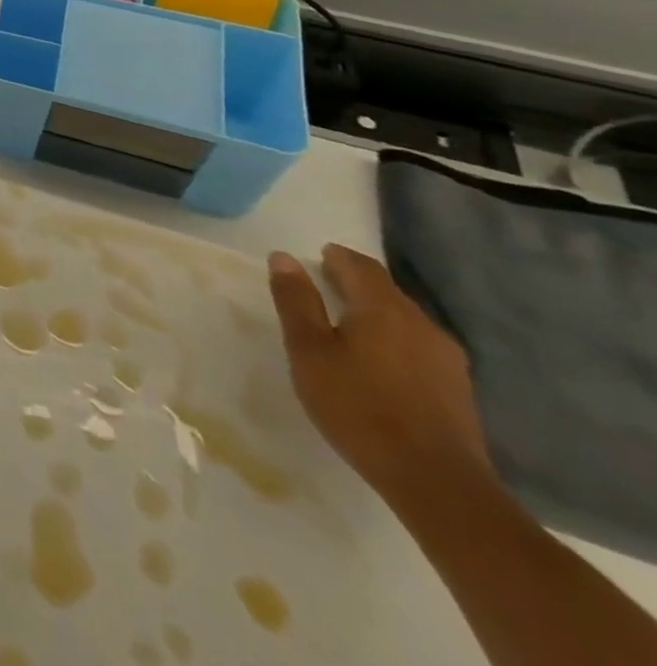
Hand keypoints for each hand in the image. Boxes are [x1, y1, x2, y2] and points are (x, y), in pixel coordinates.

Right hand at [268, 244, 491, 509]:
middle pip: (386, 291)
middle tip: (322, 290)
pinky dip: (393, 342)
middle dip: (355, 284)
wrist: (437, 484)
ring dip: (375, 315)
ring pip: (404, 320)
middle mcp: (422, 324)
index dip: (336, 258)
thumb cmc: (359, 407)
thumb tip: (284, 257)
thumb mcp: (309, 351)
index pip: (360, 266)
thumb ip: (296, 301)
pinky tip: (378, 364)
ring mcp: (447, 359)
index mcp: (384, 309)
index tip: (314, 260)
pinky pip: (418, 347)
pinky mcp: (458, 390)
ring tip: (346, 329)